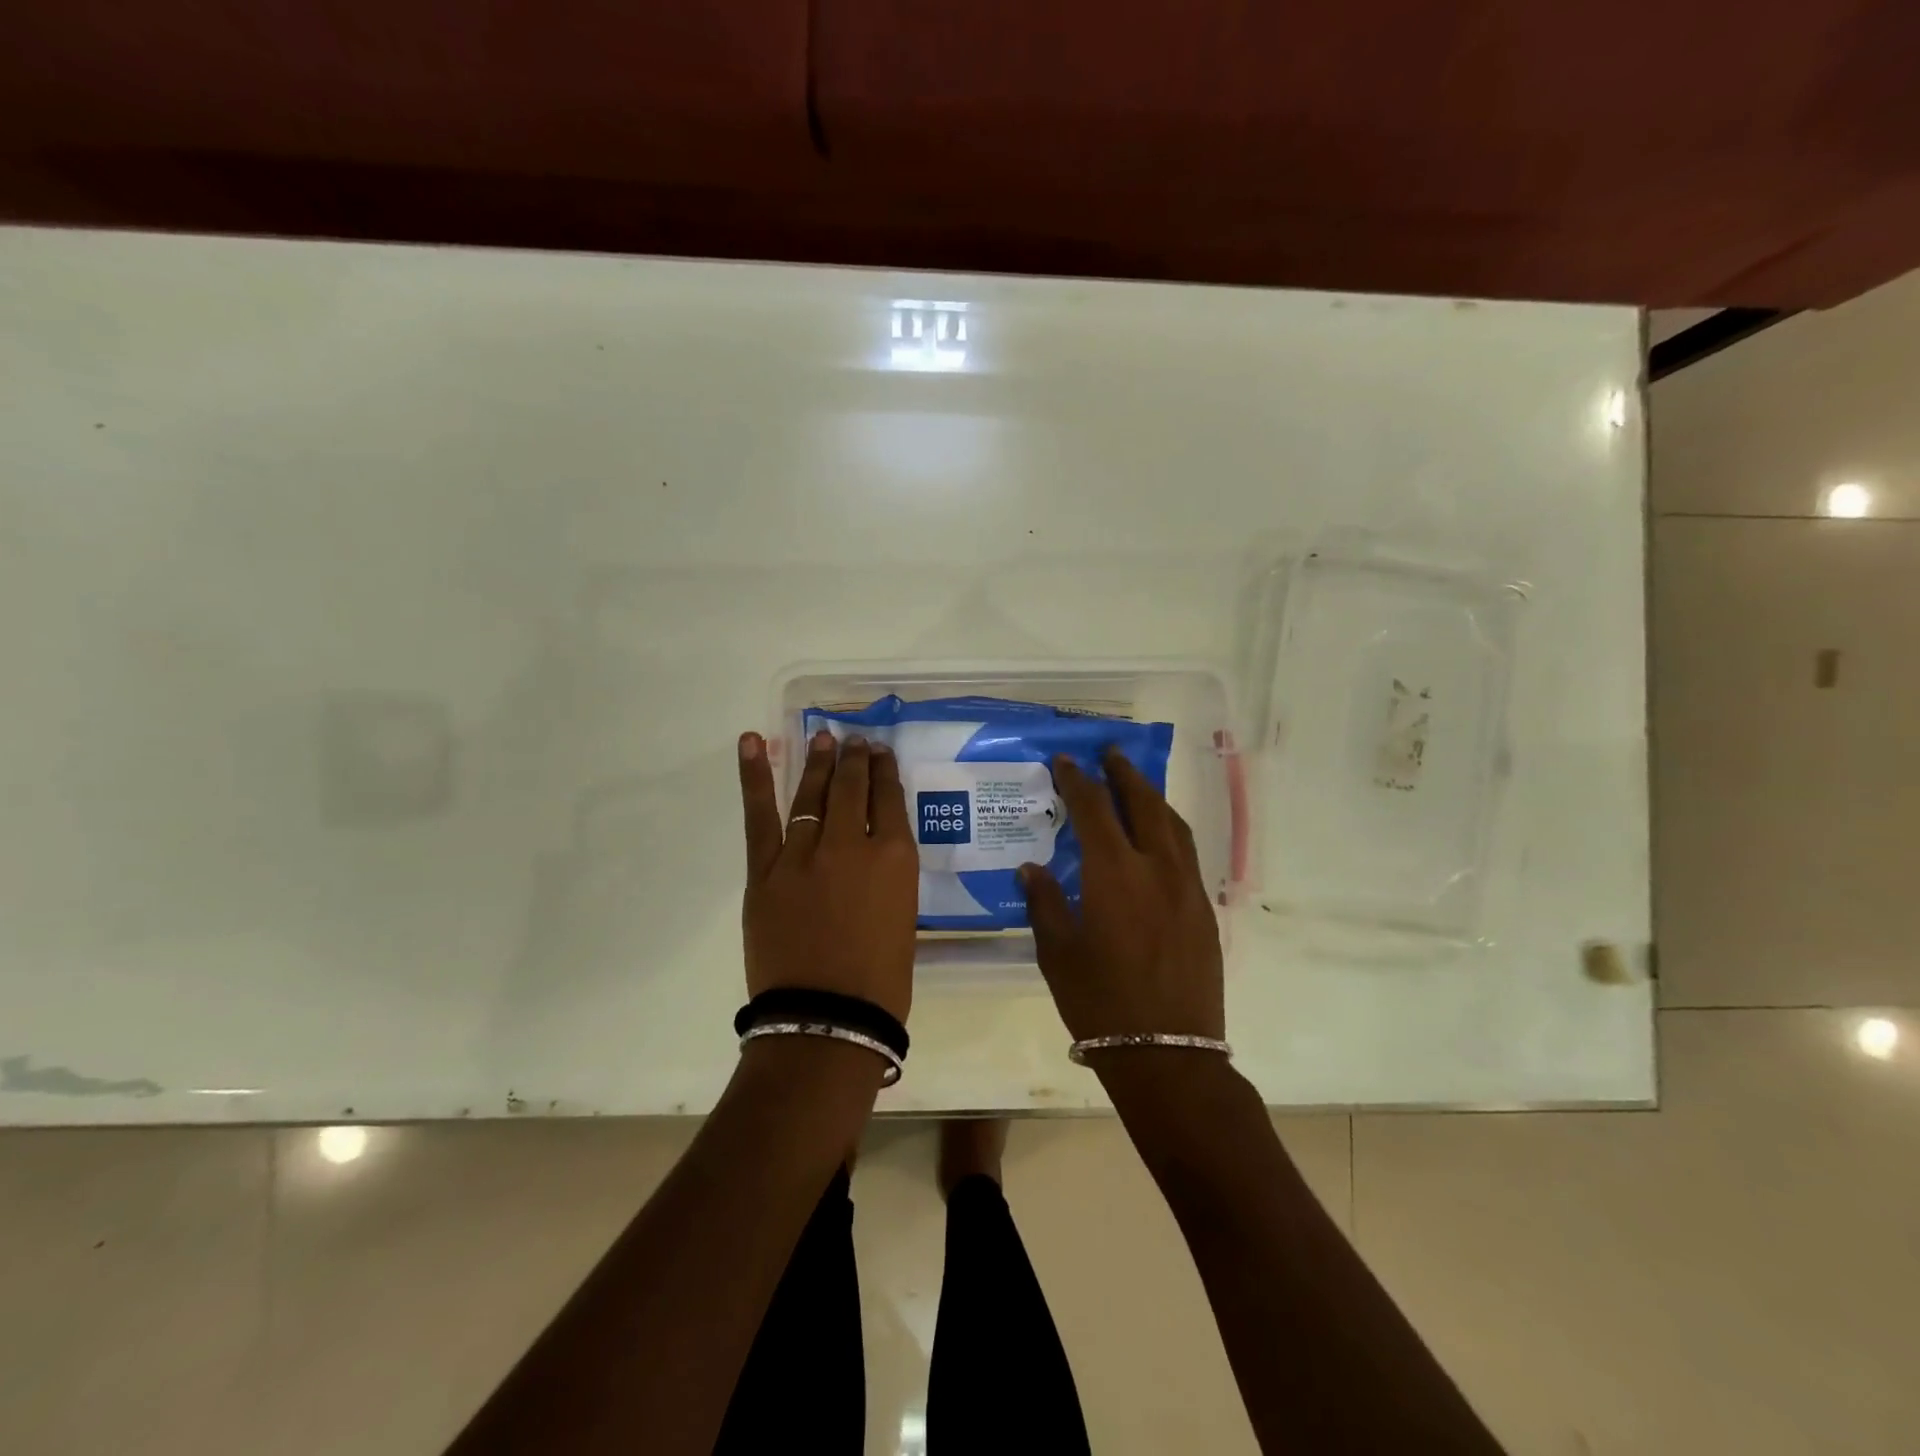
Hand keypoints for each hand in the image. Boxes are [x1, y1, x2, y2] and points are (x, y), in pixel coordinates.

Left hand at [737, 729, 918, 1022]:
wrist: (826, 1020)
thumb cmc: (880, 980)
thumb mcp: (901, 916)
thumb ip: (886, 876)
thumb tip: (870, 854)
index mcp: (895, 858)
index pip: (889, 799)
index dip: (884, 772)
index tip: (880, 754)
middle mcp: (851, 843)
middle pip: (853, 787)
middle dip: (855, 759)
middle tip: (855, 741)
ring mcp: (804, 853)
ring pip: (812, 793)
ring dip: (818, 762)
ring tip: (823, 738)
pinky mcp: (766, 870)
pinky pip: (760, 815)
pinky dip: (755, 776)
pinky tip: (753, 742)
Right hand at [1020, 749, 1224, 1043]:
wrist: (1167, 1053)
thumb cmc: (1100, 1003)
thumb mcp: (1058, 954)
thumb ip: (1045, 903)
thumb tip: (1032, 869)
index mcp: (1113, 874)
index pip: (1094, 810)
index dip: (1078, 781)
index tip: (1065, 761)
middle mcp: (1155, 868)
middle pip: (1142, 803)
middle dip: (1124, 773)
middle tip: (1110, 752)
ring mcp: (1186, 887)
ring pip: (1172, 824)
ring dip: (1152, 797)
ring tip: (1135, 785)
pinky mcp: (1203, 909)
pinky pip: (1186, 852)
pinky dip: (1169, 829)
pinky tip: (1158, 837)